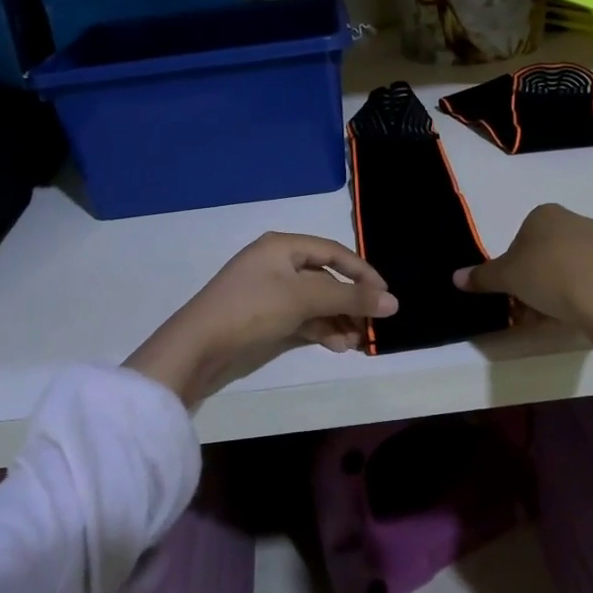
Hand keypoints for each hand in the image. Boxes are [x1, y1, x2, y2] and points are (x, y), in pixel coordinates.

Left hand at [125, 234, 397, 404]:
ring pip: (315, 302)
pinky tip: (336, 346)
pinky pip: (301, 318)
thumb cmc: (252, 309)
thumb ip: (350, 298)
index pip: (334, 252)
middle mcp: (277, 263)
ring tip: (354, 343)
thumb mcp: (304, 299)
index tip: (386, 297)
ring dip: (338, 320)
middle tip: (371, 325)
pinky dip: (320, 329)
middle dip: (350, 302)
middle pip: (326, 278)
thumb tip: (394, 302)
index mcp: (283, 246)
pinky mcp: (263, 318)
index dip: (363, 273)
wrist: (198, 346)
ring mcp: (269, 292)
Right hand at [454, 204, 592, 371]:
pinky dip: (574, 296)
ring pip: (563, 269)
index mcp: (544, 214)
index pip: (519, 239)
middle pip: (541, 255)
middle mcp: (573, 220)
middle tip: (524, 308)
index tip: (510, 289)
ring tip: (546, 317)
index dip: (511, 266)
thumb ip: (481, 277)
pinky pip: (586, 279)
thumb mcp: (506, 277)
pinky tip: (570, 316)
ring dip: (550, 292)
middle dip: (530, 282)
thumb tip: (455, 277)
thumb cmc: (548, 275)